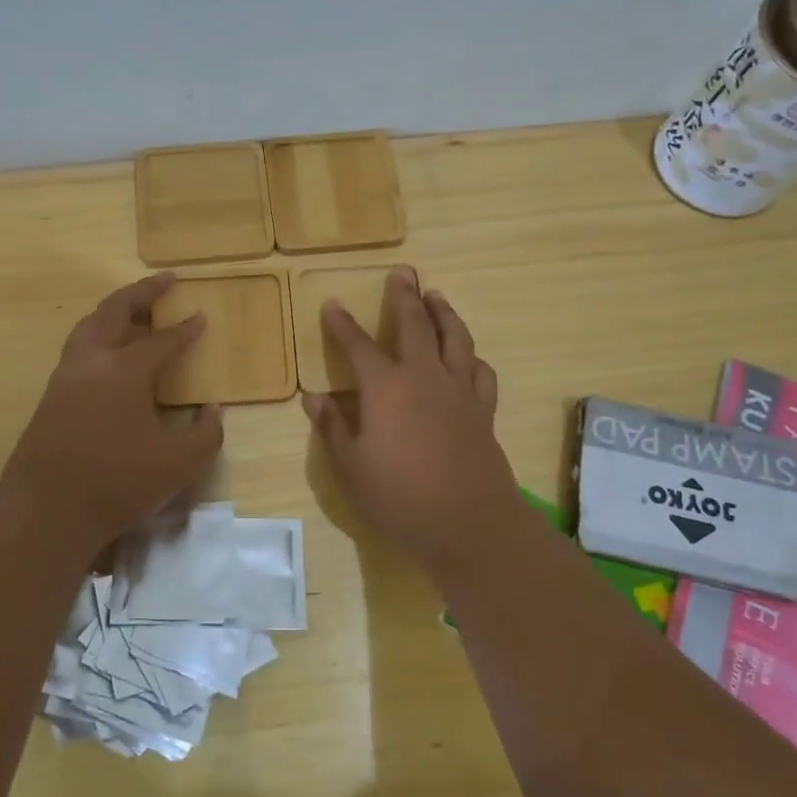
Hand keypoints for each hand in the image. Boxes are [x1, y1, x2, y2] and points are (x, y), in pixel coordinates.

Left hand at [0, 273, 223, 552]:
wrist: (46, 512)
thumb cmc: (118, 484)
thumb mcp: (180, 464)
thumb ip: (206, 433)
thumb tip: (211, 409)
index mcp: (126, 371)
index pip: (162, 340)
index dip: (185, 329)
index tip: (201, 316)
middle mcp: (92, 362)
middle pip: (115, 311)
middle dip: (142, 292)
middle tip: (165, 280)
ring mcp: (66, 377)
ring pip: (89, 326)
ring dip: (114, 310)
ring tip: (135, 309)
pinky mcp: (51, 396)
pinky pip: (78, 348)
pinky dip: (99, 335)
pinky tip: (110, 353)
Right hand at [303, 268, 520, 573]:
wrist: (468, 523)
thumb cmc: (399, 497)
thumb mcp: (351, 467)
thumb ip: (332, 428)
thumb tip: (313, 398)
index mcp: (386, 388)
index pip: (358, 345)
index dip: (342, 324)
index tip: (332, 303)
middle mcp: (424, 377)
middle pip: (415, 325)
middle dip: (404, 296)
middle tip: (402, 273)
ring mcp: (459, 391)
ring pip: (454, 338)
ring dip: (444, 313)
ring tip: (436, 296)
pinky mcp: (483, 410)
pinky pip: (480, 371)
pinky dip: (471, 356)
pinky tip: (468, 355)